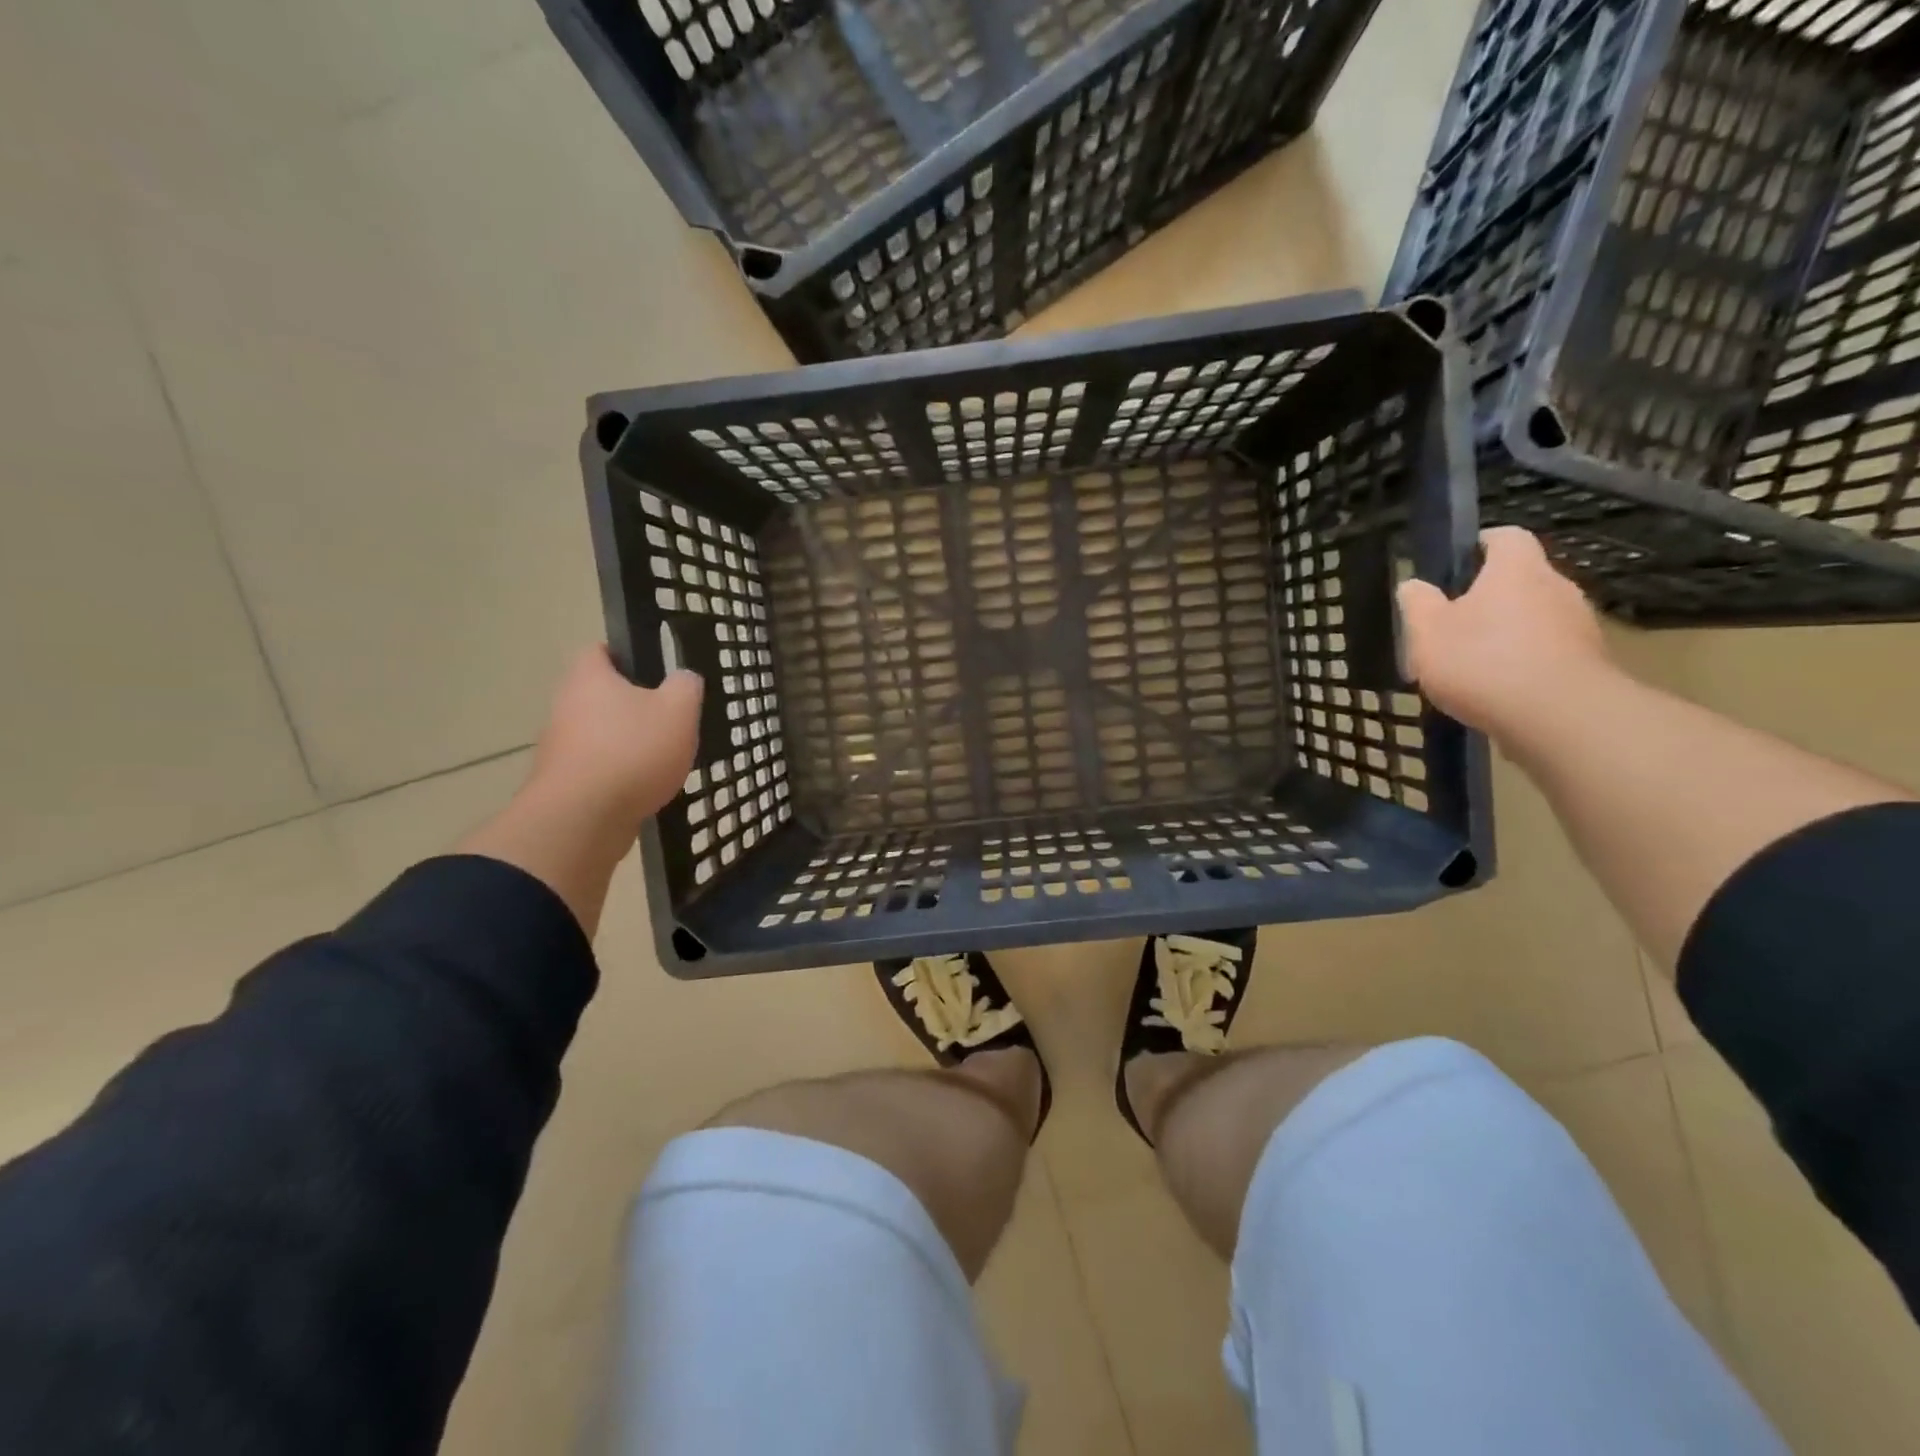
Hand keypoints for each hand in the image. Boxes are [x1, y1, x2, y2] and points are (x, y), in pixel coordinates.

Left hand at [526, 647, 703, 832]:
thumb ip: (686, 686)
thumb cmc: (632, 751)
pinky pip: (598, 769)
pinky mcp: (563, 783)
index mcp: (589, 678)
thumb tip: (684, 678)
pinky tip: (646, 788)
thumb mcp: (679, 710)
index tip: (656, 671)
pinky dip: (620, 775)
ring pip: (601, 735)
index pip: (600, 650)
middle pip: (601, 696)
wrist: (583, 819)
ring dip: (627, 744)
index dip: (627, 655)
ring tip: (664, 759)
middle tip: (670, 718)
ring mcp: (560, 747)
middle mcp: (565, 706)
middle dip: (633, 706)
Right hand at [1396, 527, 1610, 735]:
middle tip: (1454, 624)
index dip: (1480, 545)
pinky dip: (1526, 662)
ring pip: (1536, 617)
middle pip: (1521, 580)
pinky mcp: (1589, 661)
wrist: (1558, 717)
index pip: (1505, 537)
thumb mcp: (1427, 633)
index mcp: (1516, 570)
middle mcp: (1556, 586)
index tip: (1455, 566)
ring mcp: (1579, 624)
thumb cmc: (1482, 662)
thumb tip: (1413, 585)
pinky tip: (1501, 690)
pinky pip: (1549, 651)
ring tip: (1475, 665)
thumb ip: (1417, 605)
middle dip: (1490, 597)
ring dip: (1508, 633)